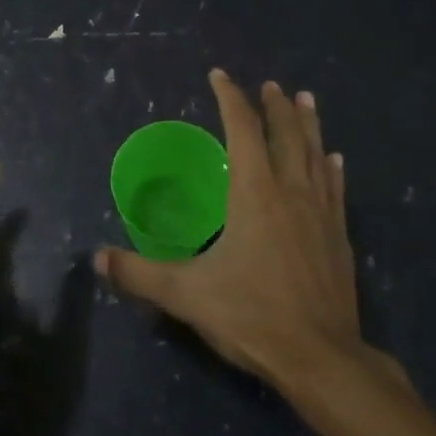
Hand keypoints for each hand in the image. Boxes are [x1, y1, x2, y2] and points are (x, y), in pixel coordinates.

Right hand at [97, 70, 380, 393]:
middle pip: (286, 135)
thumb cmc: (252, 316)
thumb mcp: (186, 295)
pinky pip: (336, 189)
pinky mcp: (339, 237)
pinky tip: (335, 159)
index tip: (220, 76)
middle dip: (276, 106)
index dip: (230, 99)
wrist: (322, 359)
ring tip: (307, 100)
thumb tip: (96, 259)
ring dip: (309, 124)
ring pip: (315, 154)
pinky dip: (332, 167)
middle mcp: (291, 192)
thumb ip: (139, 274)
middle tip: (271, 85)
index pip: (242, 130)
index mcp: (255, 193)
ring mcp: (321, 213)